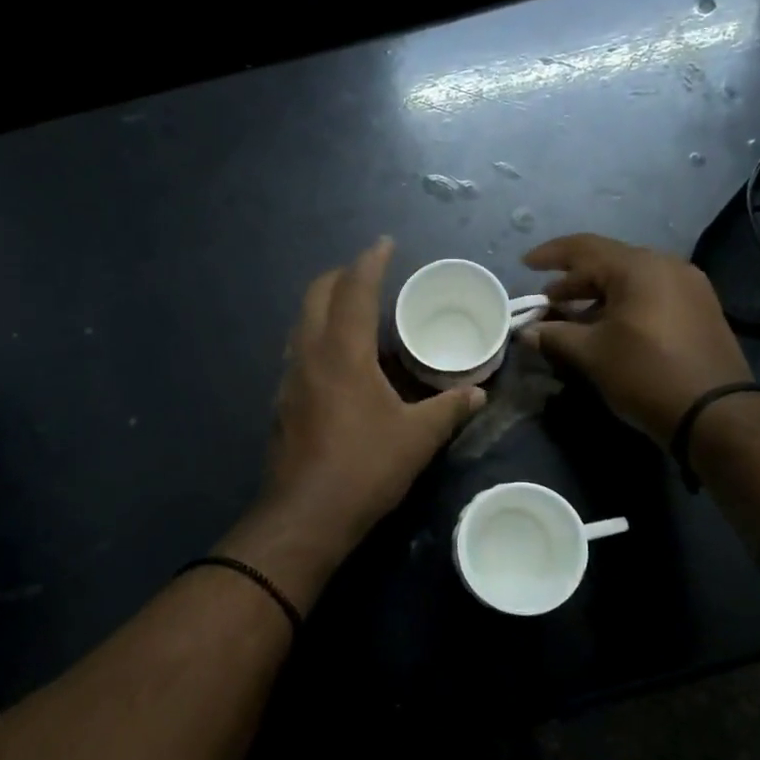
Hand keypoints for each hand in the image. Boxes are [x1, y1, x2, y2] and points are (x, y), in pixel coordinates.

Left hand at [236, 238, 482, 585]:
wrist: (306, 515)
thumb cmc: (364, 468)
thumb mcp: (417, 438)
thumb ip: (449, 409)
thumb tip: (477, 394)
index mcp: (343, 351)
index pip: (355, 289)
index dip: (370, 261)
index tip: (384, 244)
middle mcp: (309, 354)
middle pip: (317, 295)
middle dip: (341, 276)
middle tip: (369, 274)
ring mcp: (289, 378)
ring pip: (302, 323)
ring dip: (326, 306)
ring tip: (356, 312)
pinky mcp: (282, 402)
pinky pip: (299, 351)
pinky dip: (318, 337)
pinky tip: (340, 361)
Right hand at [520, 233, 750, 444]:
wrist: (716, 413)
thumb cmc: (646, 374)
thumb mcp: (592, 355)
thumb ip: (555, 336)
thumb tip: (525, 333)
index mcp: (639, 267)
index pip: (584, 247)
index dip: (550, 254)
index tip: (524, 265)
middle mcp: (667, 265)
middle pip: (609, 262)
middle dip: (573, 280)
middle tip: (547, 302)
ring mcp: (689, 286)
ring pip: (631, 280)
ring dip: (597, 295)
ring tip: (573, 318)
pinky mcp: (700, 309)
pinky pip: (651, 294)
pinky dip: (623, 304)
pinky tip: (607, 328)